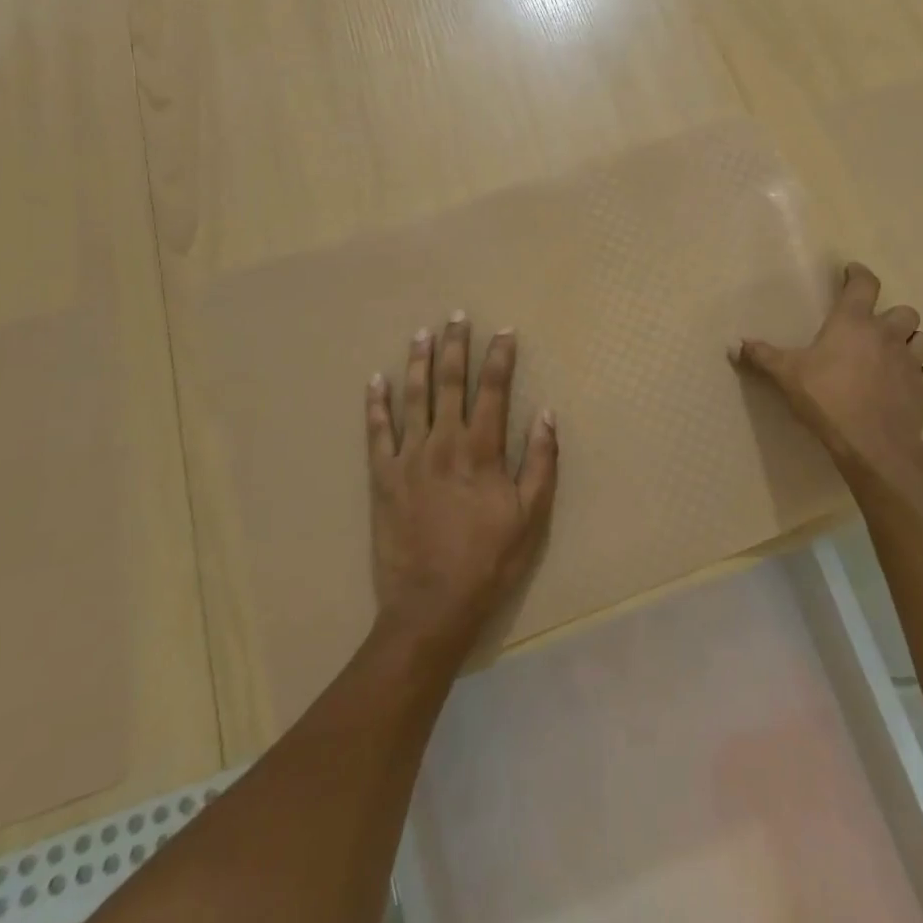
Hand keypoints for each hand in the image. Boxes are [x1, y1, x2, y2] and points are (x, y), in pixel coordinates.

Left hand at [366, 314, 558, 661]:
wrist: (431, 607)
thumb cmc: (488, 561)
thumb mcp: (531, 516)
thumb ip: (540, 461)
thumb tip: (547, 413)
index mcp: (482, 450)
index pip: (494, 390)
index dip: (500, 358)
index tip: (504, 331)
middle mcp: (444, 442)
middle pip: (450, 382)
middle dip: (456, 346)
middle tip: (458, 316)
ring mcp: (409, 457)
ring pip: (414, 397)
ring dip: (419, 362)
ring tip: (422, 333)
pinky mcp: (383, 477)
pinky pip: (377, 432)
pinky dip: (376, 404)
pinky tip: (376, 380)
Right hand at [731, 261, 922, 496]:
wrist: (872, 445)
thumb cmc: (827, 399)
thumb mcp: (787, 375)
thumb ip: (762, 356)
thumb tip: (734, 345)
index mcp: (853, 322)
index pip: (864, 284)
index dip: (859, 274)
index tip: (852, 272)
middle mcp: (887, 335)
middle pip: (904, 311)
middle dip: (892, 315)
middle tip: (874, 326)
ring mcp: (910, 362)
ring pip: (921, 339)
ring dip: (910, 341)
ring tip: (893, 352)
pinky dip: (917, 374)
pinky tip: (903, 383)